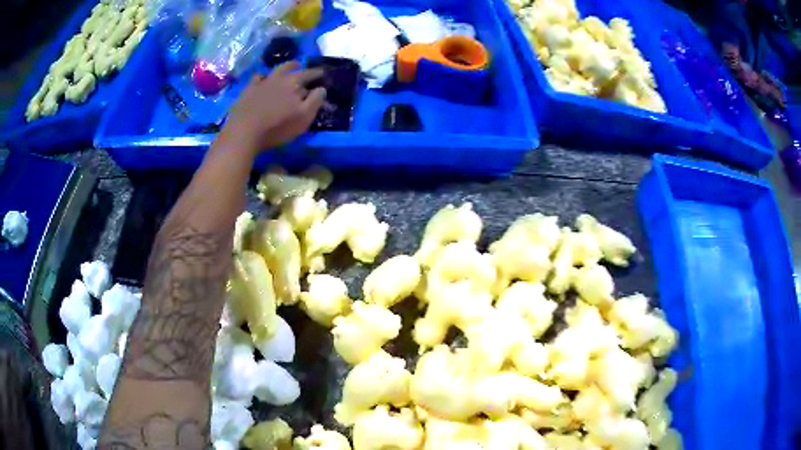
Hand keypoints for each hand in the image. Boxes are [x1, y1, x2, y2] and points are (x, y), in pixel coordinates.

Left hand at [221, 61, 325, 154]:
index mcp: (294, 83)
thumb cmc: (277, 127)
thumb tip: (322, 88)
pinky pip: (257, 79)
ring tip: (283, 70)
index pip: (309, 74)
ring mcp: (261, 82)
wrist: (244, 132)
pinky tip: (262, 80)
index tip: (322, 73)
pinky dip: (262, 78)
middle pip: (289, 67)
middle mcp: (278, 78)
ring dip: (280, 69)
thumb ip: (315, 101)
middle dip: (297, 66)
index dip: (317, 73)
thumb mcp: (303, 117)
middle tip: (300, 65)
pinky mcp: (247, 90)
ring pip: (273, 71)